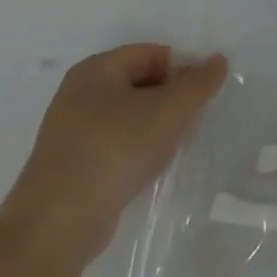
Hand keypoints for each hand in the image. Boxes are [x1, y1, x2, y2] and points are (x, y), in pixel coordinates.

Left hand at [0, 44, 227, 263]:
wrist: (58, 223)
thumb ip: (200, 82)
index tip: (200, 97)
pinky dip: (135, 151)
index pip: (153, 53)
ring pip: (129, 116)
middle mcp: (79, 93)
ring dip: (155, 128)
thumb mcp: (170, 109)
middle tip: (189, 122)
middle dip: (170, 100)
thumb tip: (218, 61)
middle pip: (141, 83)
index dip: (182, 70)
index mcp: (97, 69)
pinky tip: (147, 170)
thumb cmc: (116, 149)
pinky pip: (114, 145)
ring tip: (170, 148)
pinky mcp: (70, 166)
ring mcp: (70, 132)